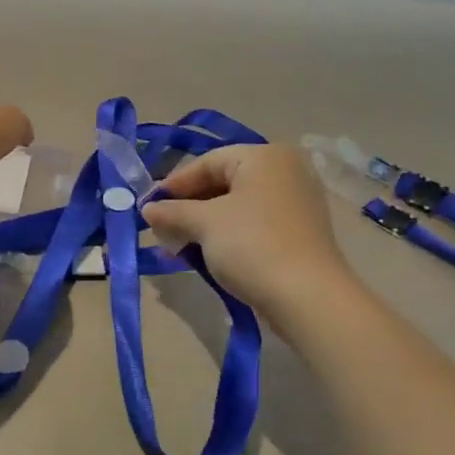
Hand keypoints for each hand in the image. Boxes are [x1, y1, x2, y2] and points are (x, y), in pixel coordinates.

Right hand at [140, 145, 358, 322]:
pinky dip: (227, 236)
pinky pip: (253, 225)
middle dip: (188, 208)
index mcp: (265, 156)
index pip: (208, 162)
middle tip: (160, 230)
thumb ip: (173, 212)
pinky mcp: (299, 232)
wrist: (307, 297)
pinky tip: (205, 256)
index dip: (174, 185)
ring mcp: (296, 202)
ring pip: (237, 207)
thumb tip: (147, 209)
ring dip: (203, 226)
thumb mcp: (205, 224)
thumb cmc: (253, 245)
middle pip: (223, 183)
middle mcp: (285, 171)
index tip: (147, 207)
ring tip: (177, 248)